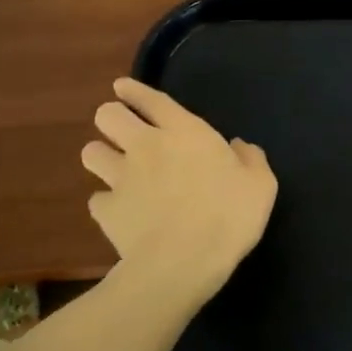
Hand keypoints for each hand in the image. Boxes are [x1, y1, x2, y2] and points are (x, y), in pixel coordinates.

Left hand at [81, 77, 277, 309]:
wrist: (182, 262)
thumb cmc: (228, 215)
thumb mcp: (261, 185)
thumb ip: (251, 159)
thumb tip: (239, 146)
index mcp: (185, 132)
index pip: (151, 99)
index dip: (134, 91)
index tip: (123, 87)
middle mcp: (146, 146)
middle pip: (107, 115)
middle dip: (112, 118)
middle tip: (125, 131)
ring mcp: (121, 178)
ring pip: (90, 152)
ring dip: (102, 155)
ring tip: (115, 167)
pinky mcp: (106, 211)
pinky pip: (97, 198)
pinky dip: (107, 202)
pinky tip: (120, 210)